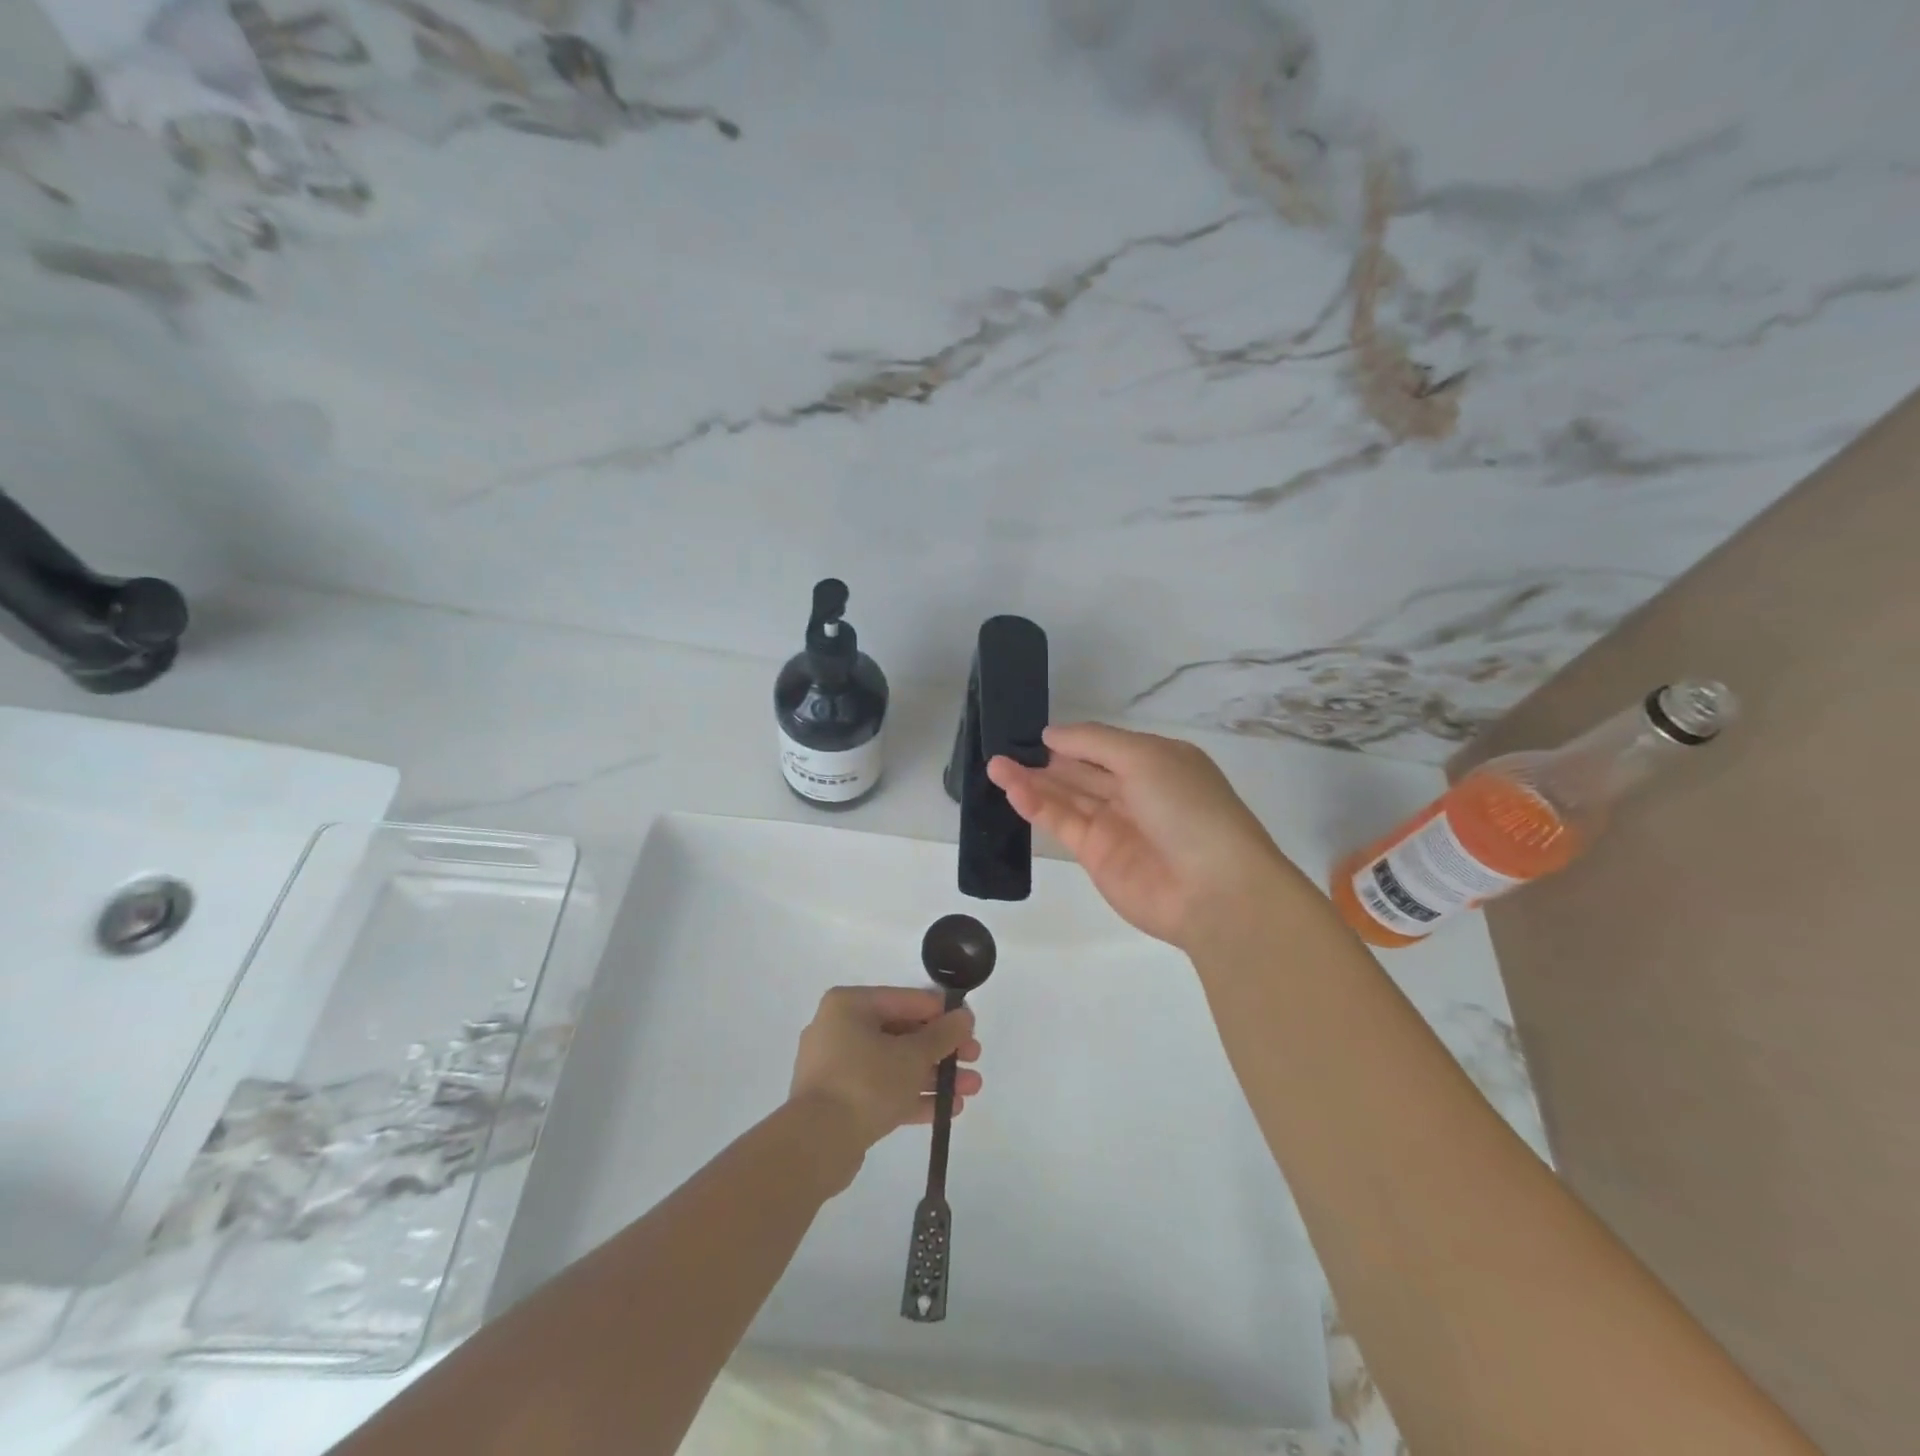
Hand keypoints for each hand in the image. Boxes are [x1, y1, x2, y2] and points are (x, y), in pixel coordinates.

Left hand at [789, 987, 983, 1151]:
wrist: (816, 1144)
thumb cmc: (866, 1083)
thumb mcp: (913, 1055)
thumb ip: (942, 1035)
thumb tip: (964, 1017)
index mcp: (850, 1005)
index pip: (906, 1000)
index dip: (942, 1013)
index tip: (970, 1027)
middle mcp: (839, 1029)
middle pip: (902, 1033)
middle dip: (941, 1050)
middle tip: (974, 1059)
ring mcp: (837, 1067)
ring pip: (894, 1064)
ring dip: (933, 1076)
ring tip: (971, 1089)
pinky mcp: (839, 1102)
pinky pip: (882, 1090)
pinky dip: (912, 1096)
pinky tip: (947, 1109)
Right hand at [988, 722, 1301, 951]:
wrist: (1212, 888)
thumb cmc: (1187, 807)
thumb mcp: (1145, 757)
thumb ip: (1094, 742)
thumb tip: (1051, 735)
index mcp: (1156, 762)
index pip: (1105, 746)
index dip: (1072, 739)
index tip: (1035, 733)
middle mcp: (1135, 792)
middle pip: (1081, 771)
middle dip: (1046, 760)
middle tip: (1004, 747)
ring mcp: (1115, 826)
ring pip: (1067, 797)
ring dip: (1032, 781)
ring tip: (994, 765)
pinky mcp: (1096, 857)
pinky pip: (1063, 824)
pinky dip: (1038, 807)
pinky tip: (1012, 789)